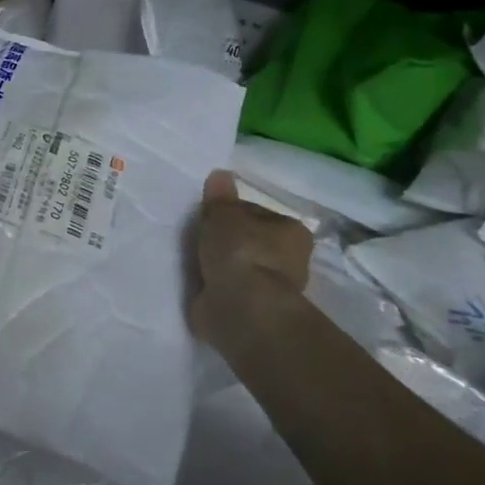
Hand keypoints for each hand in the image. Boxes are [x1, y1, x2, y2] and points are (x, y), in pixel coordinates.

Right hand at [189, 169, 314, 347]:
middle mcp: (289, 260)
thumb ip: (219, 196)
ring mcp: (270, 287)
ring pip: (239, 265)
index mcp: (292, 231)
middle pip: (250, 240)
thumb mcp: (222, 213)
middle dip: (228, 239)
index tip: (209, 215)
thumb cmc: (240, 252)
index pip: (256, 213)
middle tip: (199, 236)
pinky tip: (197, 280)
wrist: (241, 310)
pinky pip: (229, 288)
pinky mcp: (252, 310)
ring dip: (220, 264)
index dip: (231, 211)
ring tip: (193, 258)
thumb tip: (221, 174)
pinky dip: (215, 285)